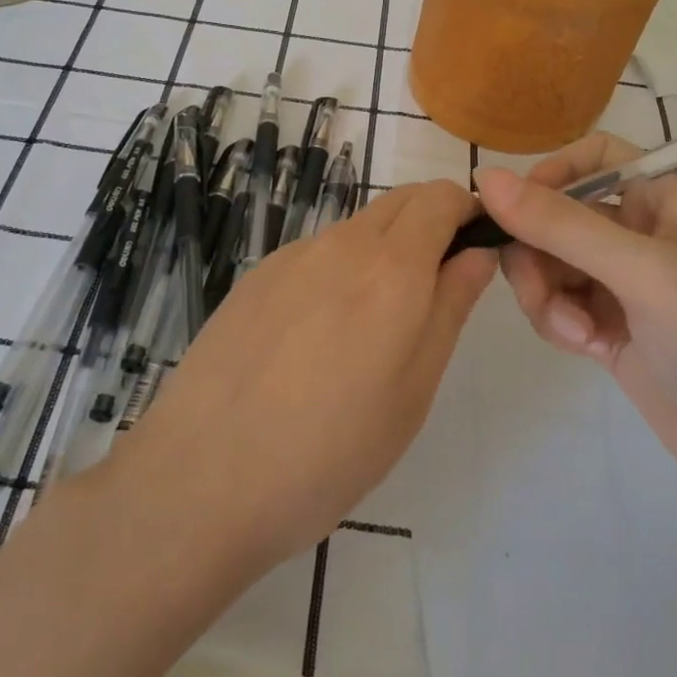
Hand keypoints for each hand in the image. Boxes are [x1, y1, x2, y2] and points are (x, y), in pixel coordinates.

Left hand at [115, 180, 496, 570]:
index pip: (440, 198)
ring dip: (382, 253)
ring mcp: (289, 258)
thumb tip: (476, 253)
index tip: (476, 250)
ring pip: (356, 230)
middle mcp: (339, 244)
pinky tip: (314, 341)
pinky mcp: (254, 279)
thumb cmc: (329, 451)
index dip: (467, 211)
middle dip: (430, 225)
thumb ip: (450, 307)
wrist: (200, 479)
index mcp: (390, 268)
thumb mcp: (412, 390)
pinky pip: (314, 256)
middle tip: (434, 293)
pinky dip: (337, 273)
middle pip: (399, 204)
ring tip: (369, 332)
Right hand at [475, 135, 676, 516]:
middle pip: (560, 215)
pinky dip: (560, 322)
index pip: (595, 157)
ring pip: (552, 264)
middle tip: (536, 289)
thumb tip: (485, 176)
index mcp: (663, 200)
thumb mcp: (642, 272)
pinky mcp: (613, 330)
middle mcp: (642, 234)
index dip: (552, 174)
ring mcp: (627, 286)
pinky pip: (561, 305)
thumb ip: (561, 224)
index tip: (517, 210)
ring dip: (546, 293)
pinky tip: (585, 348)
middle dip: (538, 250)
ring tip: (574, 333)